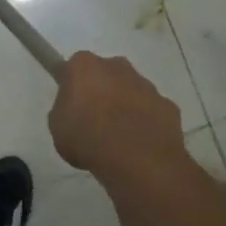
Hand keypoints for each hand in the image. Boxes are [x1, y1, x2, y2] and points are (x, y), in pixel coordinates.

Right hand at [49, 51, 185, 177]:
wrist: (137, 160)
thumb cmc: (87, 138)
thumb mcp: (57, 127)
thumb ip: (64, 110)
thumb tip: (74, 110)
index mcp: (84, 66)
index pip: (72, 68)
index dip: (71, 86)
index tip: (70, 104)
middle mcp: (116, 66)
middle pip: (105, 74)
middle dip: (100, 91)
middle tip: (93, 120)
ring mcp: (146, 85)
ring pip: (131, 90)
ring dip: (124, 106)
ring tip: (118, 138)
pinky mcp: (167, 105)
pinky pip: (152, 111)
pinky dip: (146, 123)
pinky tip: (139, 144)